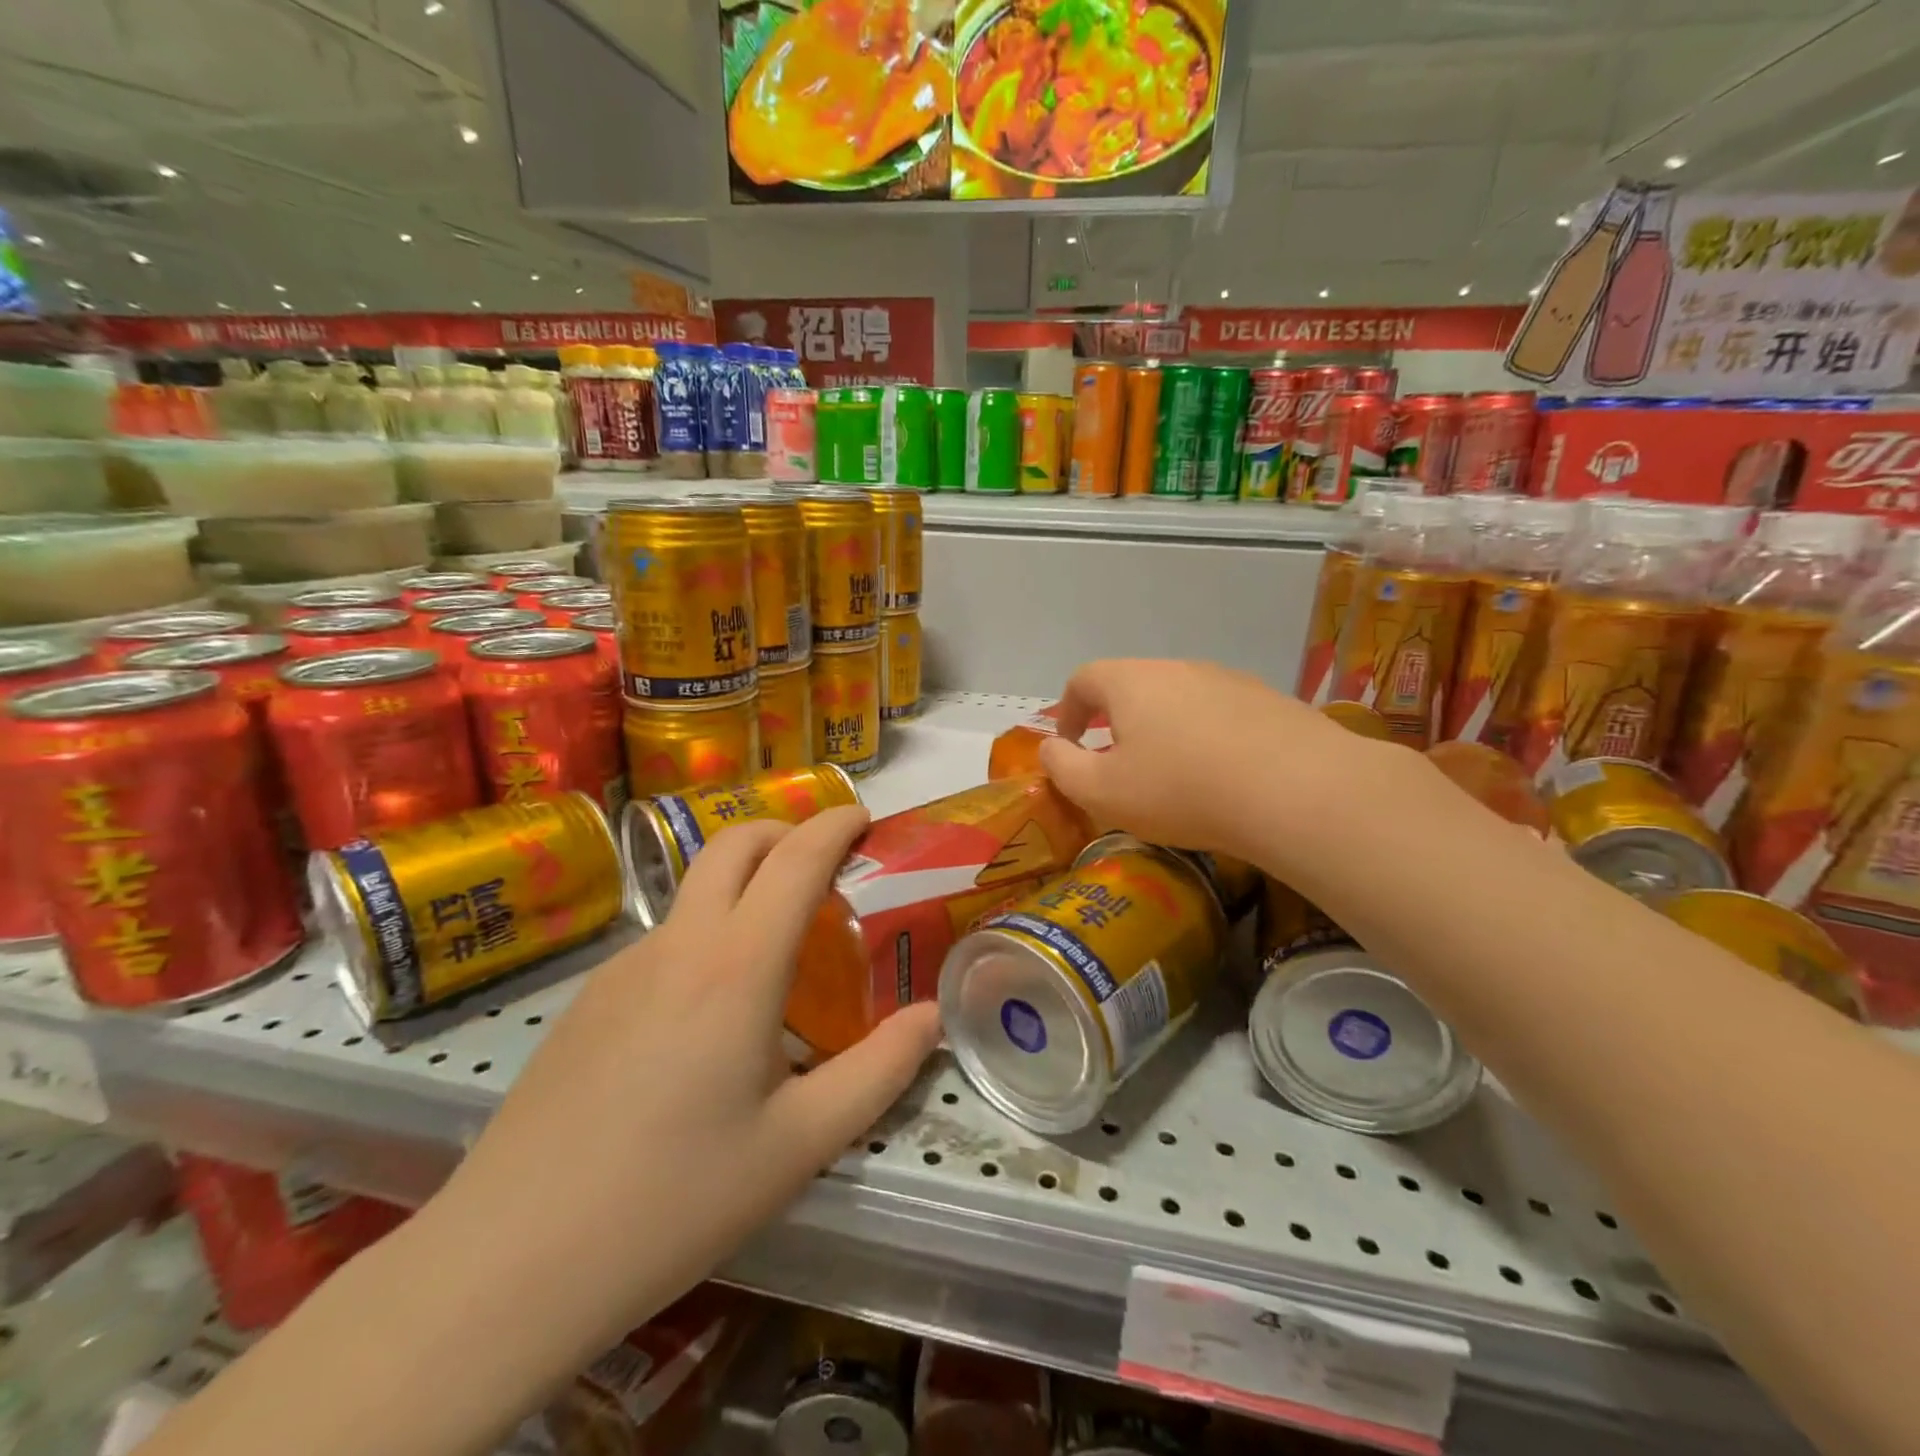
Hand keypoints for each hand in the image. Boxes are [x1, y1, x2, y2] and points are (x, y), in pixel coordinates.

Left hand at [427, 804, 941, 1358]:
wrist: (508, 1263)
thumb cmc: (674, 1201)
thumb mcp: (801, 1144)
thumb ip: (879, 1072)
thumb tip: (930, 1018)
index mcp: (737, 966)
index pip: (795, 859)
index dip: (835, 825)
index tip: (865, 818)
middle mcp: (678, 944)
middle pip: (734, 843)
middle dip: (786, 831)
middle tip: (826, 866)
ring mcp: (622, 967)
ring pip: (695, 891)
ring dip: (745, 887)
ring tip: (778, 954)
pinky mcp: (588, 998)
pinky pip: (664, 940)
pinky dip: (707, 936)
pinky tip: (708, 1019)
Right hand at [1039, 658, 1391, 866]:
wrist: (1298, 791)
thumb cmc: (1181, 790)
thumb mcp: (1102, 792)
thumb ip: (1062, 767)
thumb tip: (1052, 749)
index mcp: (1131, 682)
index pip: (1083, 679)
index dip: (1067, 710)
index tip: (1068, 745)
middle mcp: (1178, 668)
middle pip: (1133, 686)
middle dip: (1116, 722)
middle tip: (1118, 765)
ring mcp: (1228, 680)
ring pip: (1179, 700)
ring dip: (1164, 730)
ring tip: (1172, 776)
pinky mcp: (1270, 702)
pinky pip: (1222, 715)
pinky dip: (1207, 739)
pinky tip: (1222, 778)